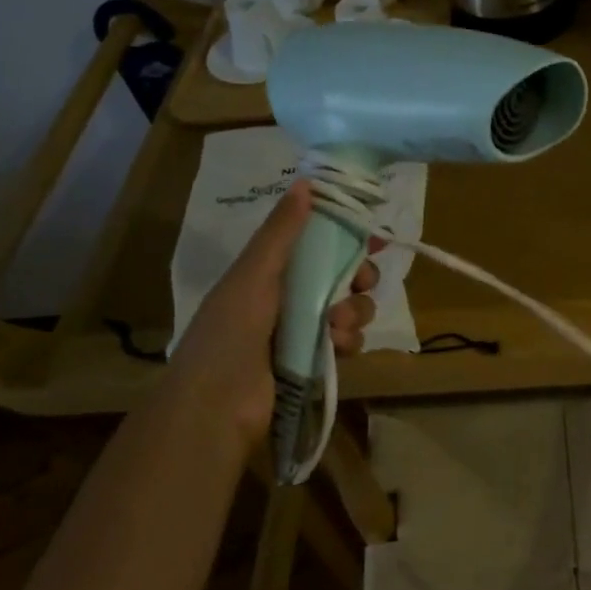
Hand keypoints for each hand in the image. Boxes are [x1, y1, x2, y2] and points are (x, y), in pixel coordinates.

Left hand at [170, 181, 379, 443]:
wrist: (216, 407)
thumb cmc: (230, 333)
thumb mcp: (254, 275)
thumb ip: (282, 232)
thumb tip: (305, 182)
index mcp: (269, 271)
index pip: (315, 241)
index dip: (345, 234)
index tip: (374, 234)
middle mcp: (288, 296)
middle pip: (341, 274)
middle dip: (358, 276)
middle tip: (362, 281)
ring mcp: (302, 330)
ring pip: (349, 308)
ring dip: (353, 312)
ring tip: (336, 326)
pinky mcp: (314, 361)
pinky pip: (347, 340)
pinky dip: (347, 341)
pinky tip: (336, 348)